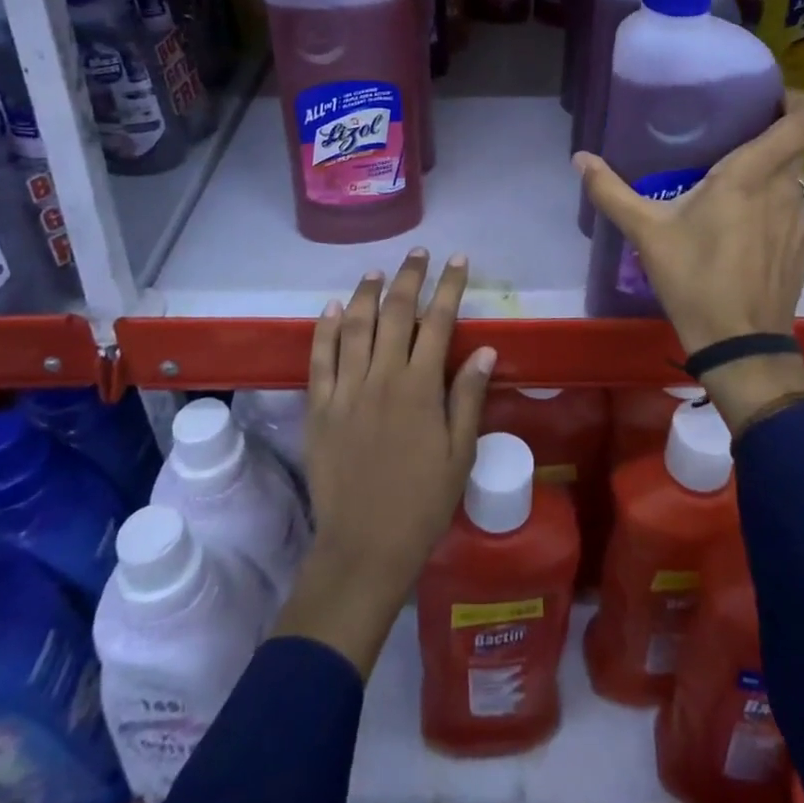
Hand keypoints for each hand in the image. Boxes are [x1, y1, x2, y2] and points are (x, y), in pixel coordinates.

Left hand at [272, 250, 494, 677]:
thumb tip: (485, 349)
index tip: (458, 261)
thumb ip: (468, 397)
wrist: (364, 547)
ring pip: (355, 326)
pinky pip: (320, 358)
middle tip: (419, 254)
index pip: (438, 322)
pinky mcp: (318, 407)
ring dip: (368, 293)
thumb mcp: (459, 454)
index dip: (450, 287)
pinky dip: (327, 328)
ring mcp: (345, 390)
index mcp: (420, 388)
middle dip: (409, 277)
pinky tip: (334, 307)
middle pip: (395, 312)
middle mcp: (382, 377)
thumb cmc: (422, 503)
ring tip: (378, 271)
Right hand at [574, 91, 803, 433]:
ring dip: (773, 173)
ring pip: (795, 180)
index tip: (773, 96)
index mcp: (751, 176)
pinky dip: (775, 205)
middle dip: (773, 135)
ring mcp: (800, 222)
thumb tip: (579, 159)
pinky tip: (744, 227)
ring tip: (736, 183)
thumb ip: (611, 192)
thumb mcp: (646, 233)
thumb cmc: (694, 278)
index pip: (803, 123)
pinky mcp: (802, 249)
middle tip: (737, 135)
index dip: (799, 101)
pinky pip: (793, 210)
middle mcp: (785, 190)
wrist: (739, 344)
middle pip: (796, 147)